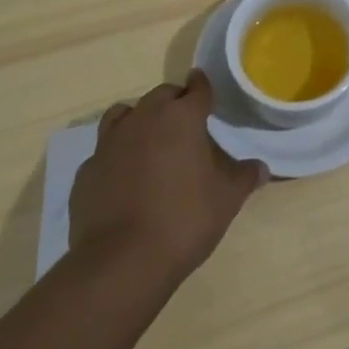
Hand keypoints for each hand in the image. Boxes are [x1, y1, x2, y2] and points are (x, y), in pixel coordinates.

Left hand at [70, 71, 267, 286]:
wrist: (121, 261)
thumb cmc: (184, 220)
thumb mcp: (226, 200)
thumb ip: (244, 177)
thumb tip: (261, 168)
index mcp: (182, 118)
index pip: (197, 89)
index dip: (203, 87)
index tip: (205, 89)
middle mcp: (144, 118)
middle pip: (161, 95)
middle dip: (174, 102)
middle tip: (185, 122)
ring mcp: (110, 142)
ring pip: (125, 113)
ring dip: (140, 118)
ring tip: (150, 139)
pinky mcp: (87, 169)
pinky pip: (104, 149)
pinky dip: (116, 153)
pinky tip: (123, 176)